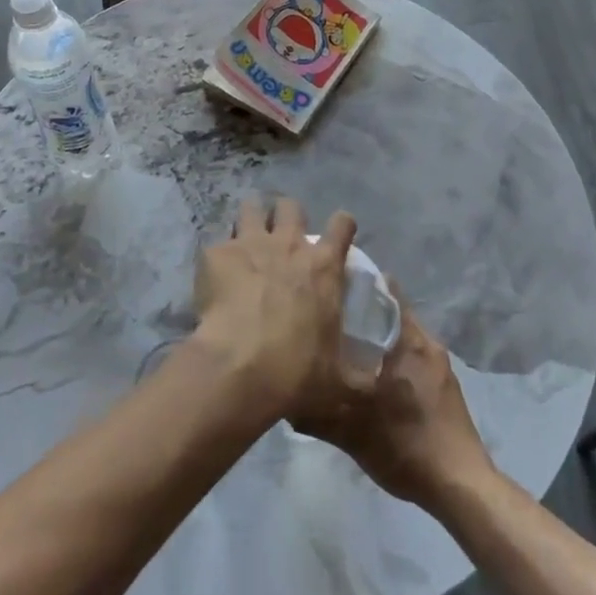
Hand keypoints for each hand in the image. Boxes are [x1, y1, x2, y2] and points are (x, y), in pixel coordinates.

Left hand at [193, 197, 362, 423]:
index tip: (338, 236)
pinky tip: (213, 276)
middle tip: (281, 239)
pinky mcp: (216, 254)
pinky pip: (217, 243)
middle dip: (286, 216)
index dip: (342, 226)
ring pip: (251, 208)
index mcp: (323, 266)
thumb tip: (382, 387)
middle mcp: (289, 244)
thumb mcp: (339, 383)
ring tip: (245, 241)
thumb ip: (362, 381)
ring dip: (251, 220)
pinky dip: (217, 257)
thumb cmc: (296, 372)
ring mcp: (250, 244)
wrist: (239, 368)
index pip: (342, 224)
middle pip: (290, 206)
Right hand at [301, 300, 496, 514]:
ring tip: (343, 348)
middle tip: (328, 319)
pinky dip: (390, 359)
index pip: (385, 291)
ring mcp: (440, 367)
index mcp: (411, 340)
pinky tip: (370, 379)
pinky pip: (411, 359)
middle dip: (362, 314)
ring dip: (376, 339)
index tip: (330, 285)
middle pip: (391, 313)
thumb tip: (286, 400)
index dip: (358, 283)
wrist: (461, 488)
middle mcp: (428, 344)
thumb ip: (317, 414)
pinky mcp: (444, 388)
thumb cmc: (408, 446)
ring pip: (401, 338)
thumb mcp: (353, 432)